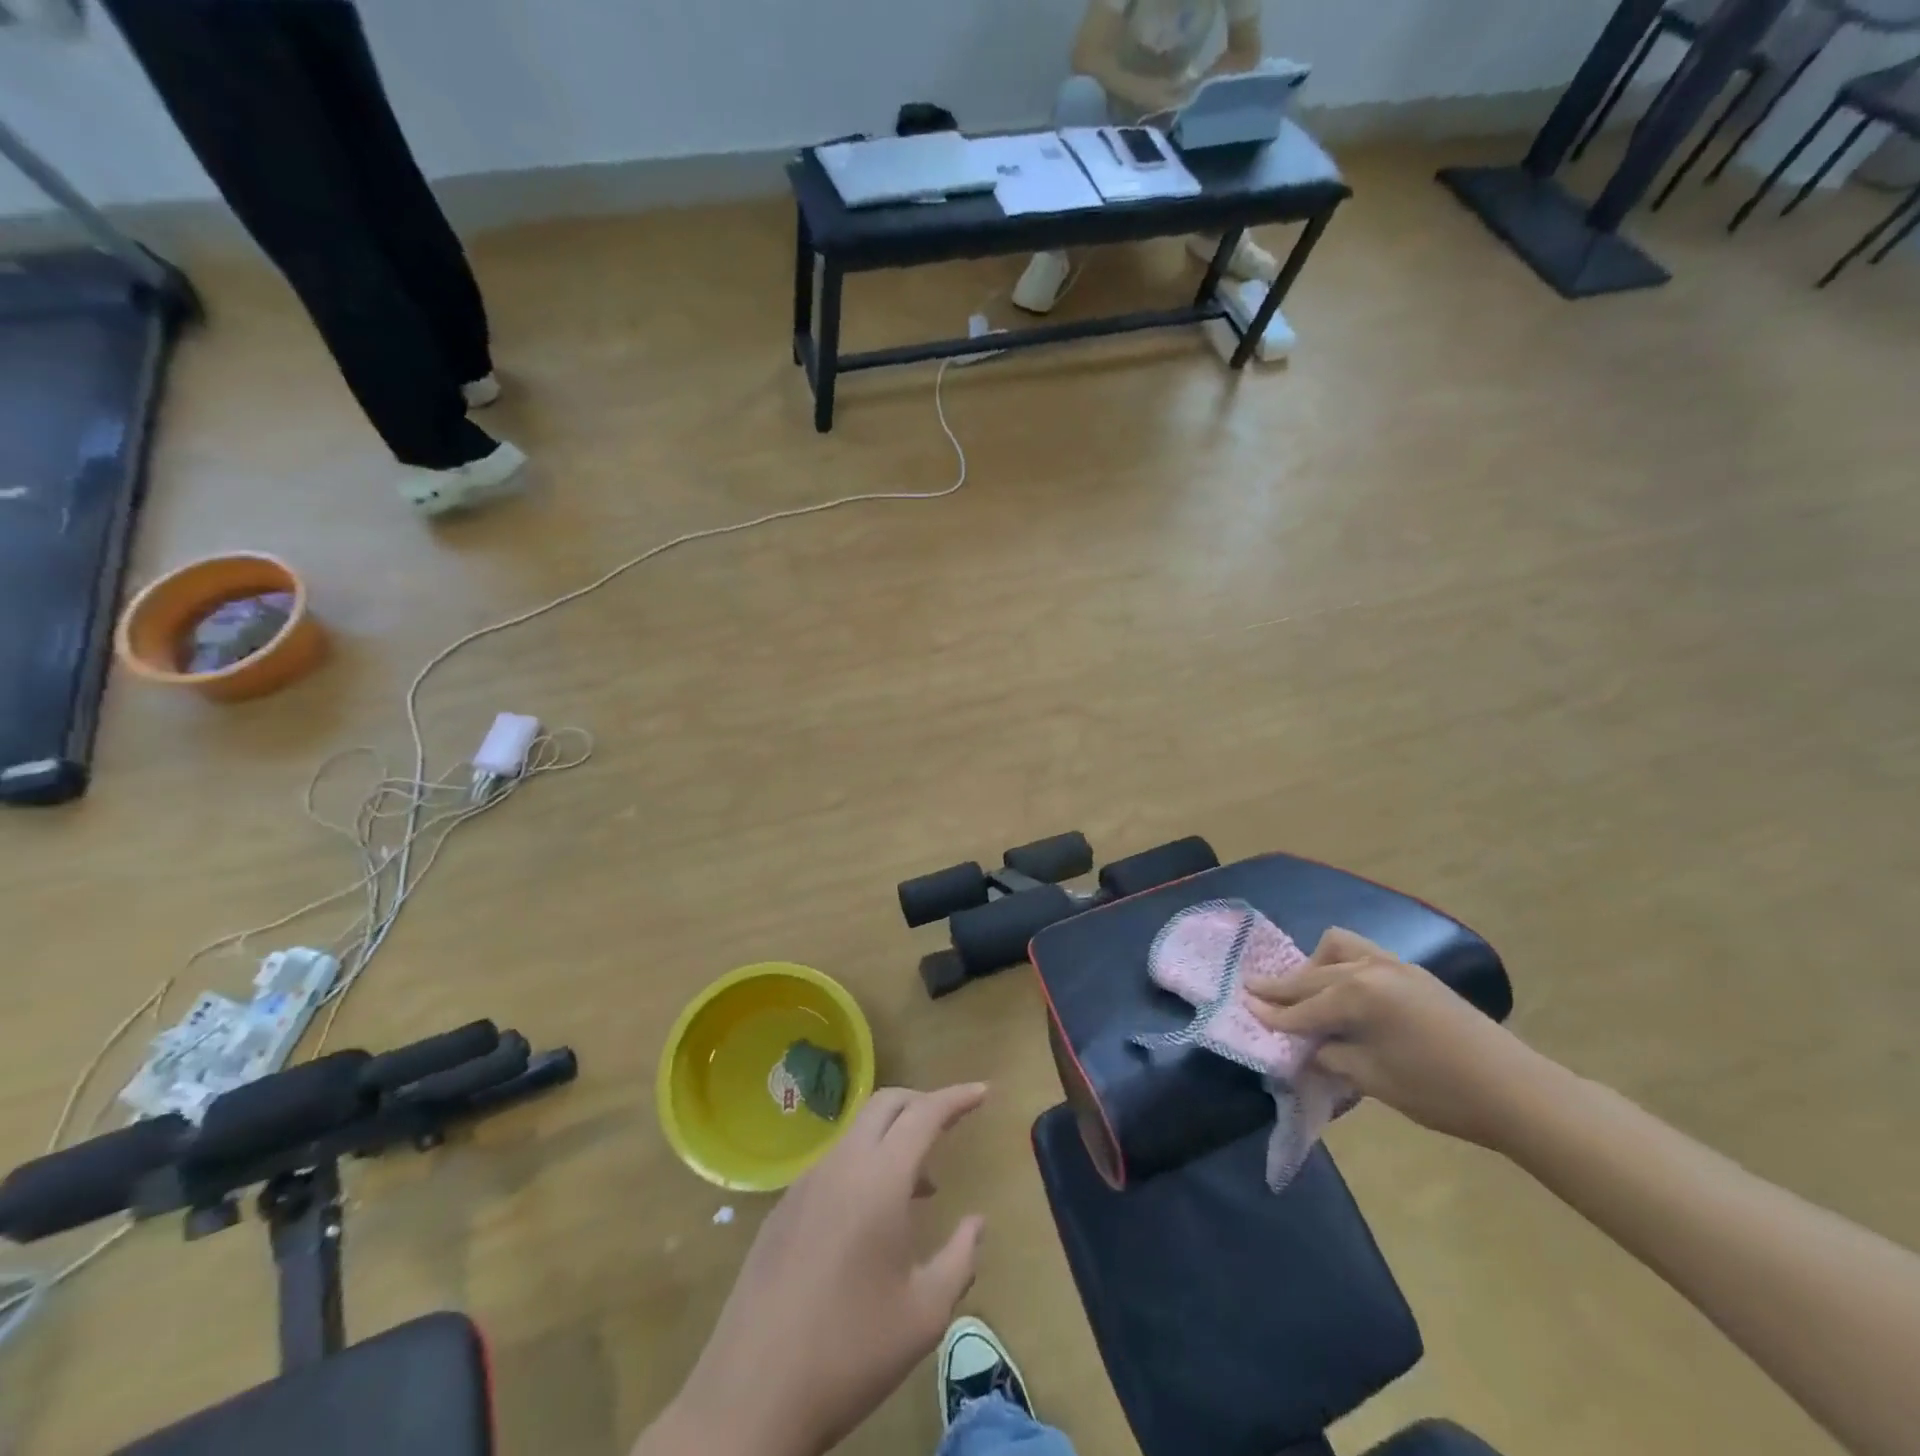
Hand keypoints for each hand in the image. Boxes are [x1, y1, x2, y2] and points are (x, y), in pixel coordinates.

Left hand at [657, 1085, 989, 1455]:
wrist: (750, 1396)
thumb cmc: (850, 1353)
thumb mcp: (924, 1315)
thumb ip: (960, 1258)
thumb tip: (976, 1222)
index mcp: (879, 1179)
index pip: (925, 1114)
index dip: (957, 1097)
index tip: (983, 1091)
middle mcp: (841, 1164)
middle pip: (886, 1104)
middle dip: (922, 1103)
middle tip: (951, 1125)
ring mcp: (805, 1183)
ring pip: (857, 1131)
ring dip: (893, 1137)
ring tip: (920, 1185)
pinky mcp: (783, 1208)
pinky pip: (834, 1162)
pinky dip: (865, 1163)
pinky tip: (872, 1216)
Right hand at [1241, 928, 1556, 1148]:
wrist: (1518, 1092)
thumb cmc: (1440, 1092)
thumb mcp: (1374, 1080)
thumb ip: (1332, 1056)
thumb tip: (1308, 1047)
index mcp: (1358, 995)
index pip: (1303, 1006)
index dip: (1273, 1013)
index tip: (1243, 1007)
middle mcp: (1371, 969)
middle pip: (1313, 973)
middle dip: (1282, 985)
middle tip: (1252, 989)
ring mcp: (1395, 966)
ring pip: (1339, 947)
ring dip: (1315, 966)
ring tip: (1304, 989)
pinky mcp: (1413, 973)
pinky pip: (1363, 954)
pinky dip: (1342, 966)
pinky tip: (1343, 991)